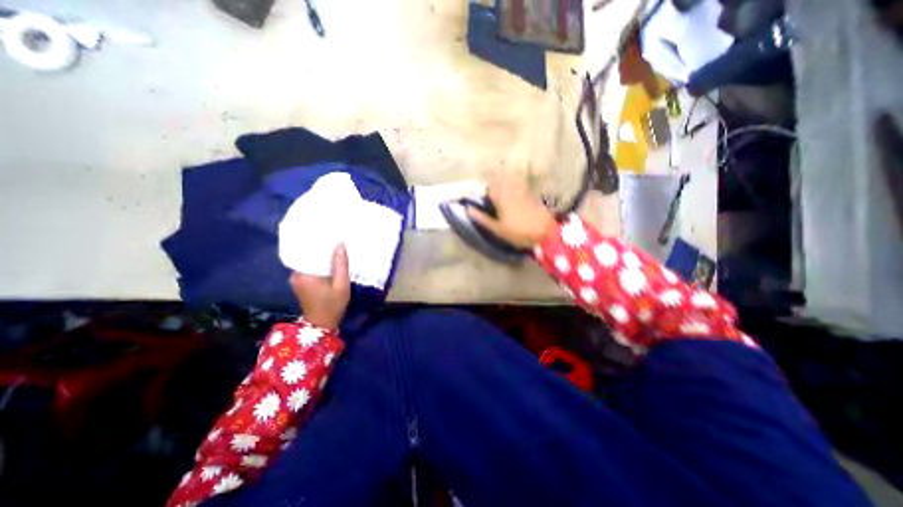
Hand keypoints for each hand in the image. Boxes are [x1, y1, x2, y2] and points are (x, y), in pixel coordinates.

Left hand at [291, 244, 349, 330]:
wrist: (322, 325)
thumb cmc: (333, 305)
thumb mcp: (341, 285)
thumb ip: (341, 265)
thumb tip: (340, 244)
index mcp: (303, 273)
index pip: (307, 250)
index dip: (317, 240)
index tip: (328, 231)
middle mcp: (296, 274)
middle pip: (307, 254)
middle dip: (320, 246)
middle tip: (334, 236)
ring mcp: (296, 278)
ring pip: (308, 260)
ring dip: (319, 254)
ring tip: (333, 244)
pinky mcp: (300, 282)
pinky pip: (309, 267)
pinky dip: (318, 262)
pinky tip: (329, 258)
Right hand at [466, 173, 558, 246]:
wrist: (545, 232)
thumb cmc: (518, 233)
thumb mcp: (497, 229)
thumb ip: (482, 218)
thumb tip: (467, 209)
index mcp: (501, 200)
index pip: (490, 187)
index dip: (484, 181)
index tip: (479, 177)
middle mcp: (511, 192)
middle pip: (501, 180)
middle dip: (494, 174)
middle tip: (489, 168)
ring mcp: (523, 193)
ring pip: (512, 180)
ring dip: (505, 174)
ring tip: (501, 168)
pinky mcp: (531, 196)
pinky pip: (521, 184)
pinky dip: (517, 180)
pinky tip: (517, 180)